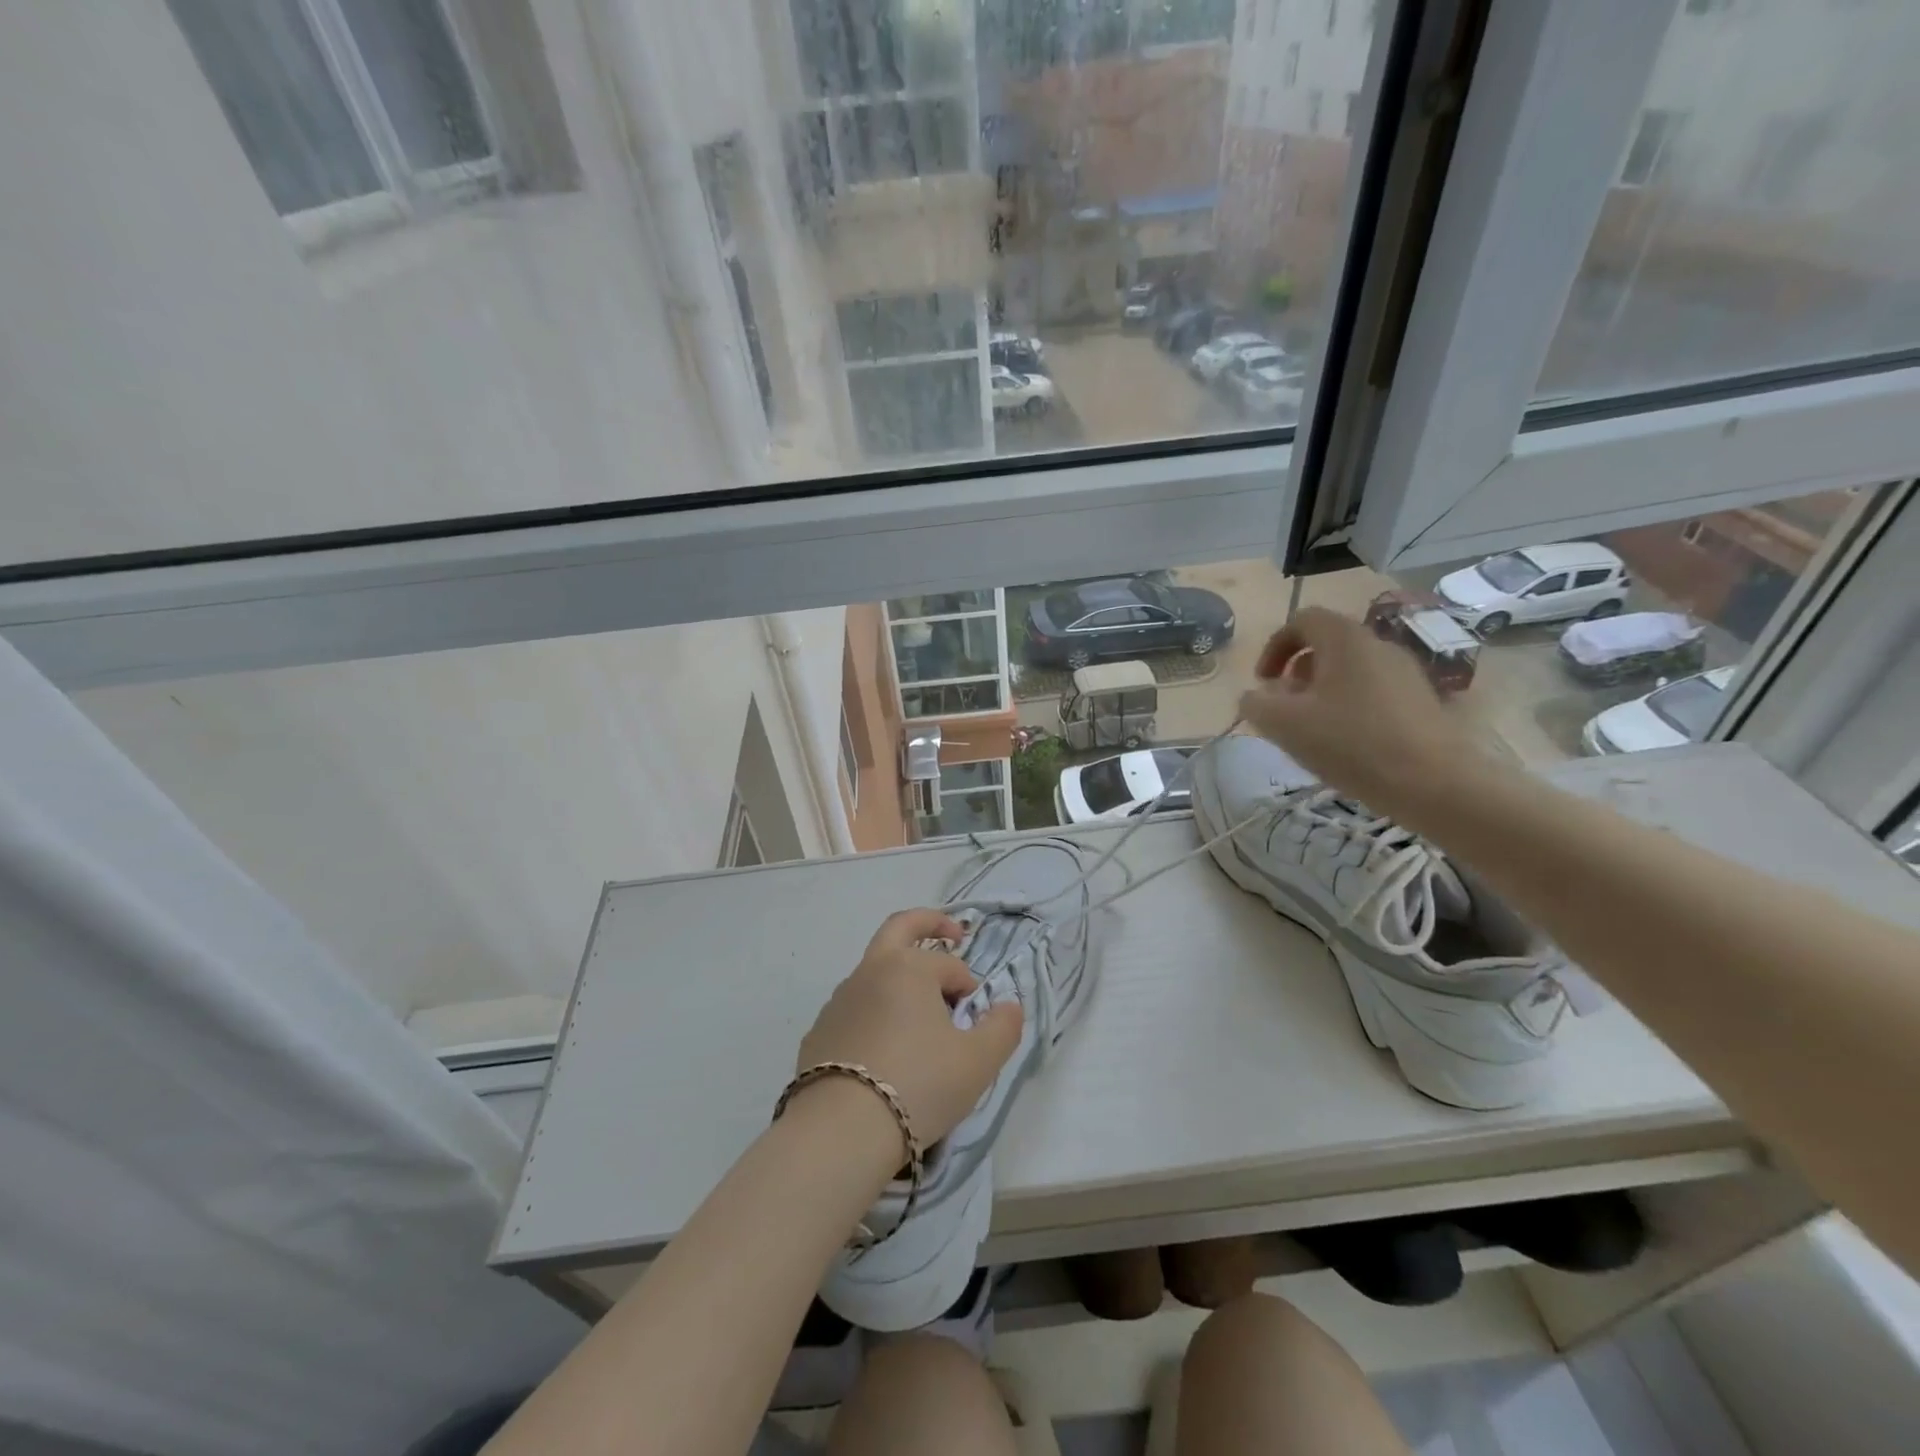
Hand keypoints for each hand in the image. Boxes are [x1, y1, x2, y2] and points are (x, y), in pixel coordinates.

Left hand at [795, 909, 1023, 1151]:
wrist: (840, 1132)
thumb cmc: (918, 1085)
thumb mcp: (978, 1062)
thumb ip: (1003, 1027)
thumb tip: (1009, 1006)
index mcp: (908, 967)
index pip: (950, 965)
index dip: (969, 988)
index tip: (974, 1021)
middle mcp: (870, 971)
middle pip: (900, 928)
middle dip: (930, 923)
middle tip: (952, 933)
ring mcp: (839, 1000)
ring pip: (876, 975)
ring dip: (901, 982)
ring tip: (919, 1024)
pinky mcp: (819, 1032)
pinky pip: (856, 1011)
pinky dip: (875, 1016)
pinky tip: (884, 1053)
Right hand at [1238, 607, 1497, 816]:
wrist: (1434, 783)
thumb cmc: (1350, 744)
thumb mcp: (1283, 725)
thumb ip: (1256, 704)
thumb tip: (1254, 696)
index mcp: (1345, 639)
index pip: (1302, 620)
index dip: (1274, 647)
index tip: (1263, 682)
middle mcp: (1378, 645)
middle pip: (1328, 645)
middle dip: (1297, 673)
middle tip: (1285, 708)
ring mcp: (1406, 672)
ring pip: (1351, 669)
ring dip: (1322, 691)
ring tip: (1312, 730)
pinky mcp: (1422, 700)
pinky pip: (1373, 691)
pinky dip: (1350, 706)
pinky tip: (1346, 743)